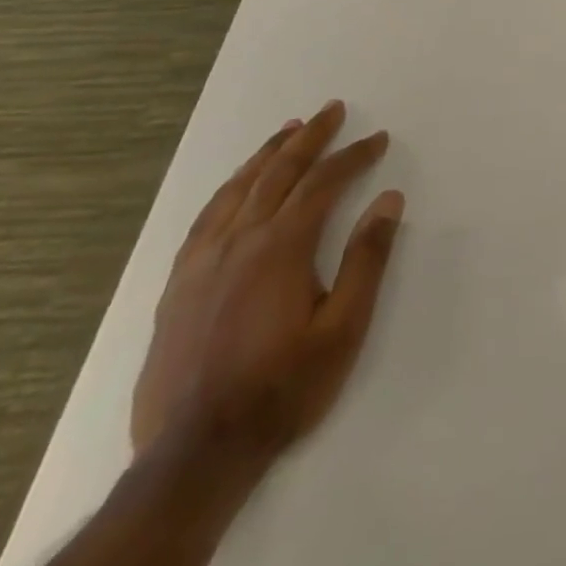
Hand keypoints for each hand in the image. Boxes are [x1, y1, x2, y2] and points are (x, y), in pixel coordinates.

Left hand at [130, 100, 404, 463]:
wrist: (194, 455)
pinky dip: (228, 191)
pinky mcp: (177, 287)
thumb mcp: (344, 328)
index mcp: (281, 249)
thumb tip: (389, 199)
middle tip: (332, 110)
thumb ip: (367, 259)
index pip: (322, 184)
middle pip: (277, 174)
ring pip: (236, 191)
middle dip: (309, 138)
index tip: (378, 139)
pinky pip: (205, 220)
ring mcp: (201, 264)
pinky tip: (236, 188)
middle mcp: (238, 243)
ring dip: (266, 155)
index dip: (353, 156)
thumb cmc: (283, 388)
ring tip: (288, 131)